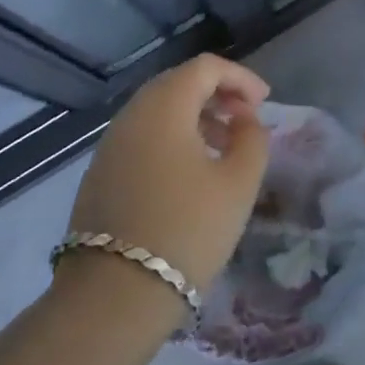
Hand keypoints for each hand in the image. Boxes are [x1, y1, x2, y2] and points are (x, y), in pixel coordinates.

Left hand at [67, 54, 270, 292]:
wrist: (114, 297)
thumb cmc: (188, 229)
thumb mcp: (239, 182)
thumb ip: (252, 138)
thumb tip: (245, 120)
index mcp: (164, 107)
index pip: (205, 68)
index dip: (240, 77)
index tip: (264, 103)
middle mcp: (131, 116)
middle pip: (178, 84)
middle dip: (217, 94)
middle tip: (246, 119)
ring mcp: (109, 146)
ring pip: (158, 111)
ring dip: (195, 117)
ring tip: (224, 147)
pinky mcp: (99, 175)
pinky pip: (142, 137)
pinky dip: (172, 138)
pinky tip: (191, 173)